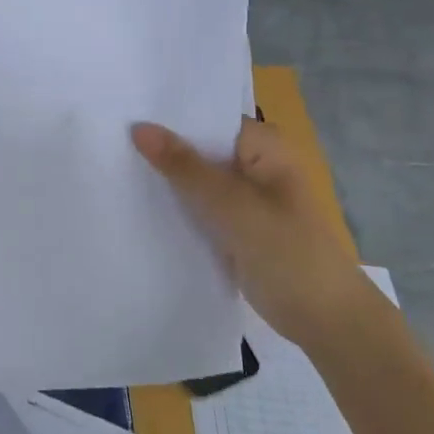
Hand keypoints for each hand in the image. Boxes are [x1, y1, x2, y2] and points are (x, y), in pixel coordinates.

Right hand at [131, 117, 372, 348]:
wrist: (327, 322)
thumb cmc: (288, 253)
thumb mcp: (232, 206)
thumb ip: (184, 167)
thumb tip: (139, 127)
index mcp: (263, 145)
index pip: (206, 117)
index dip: (167, 116)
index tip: (121, 111)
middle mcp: (253, 163)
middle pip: (198, 146)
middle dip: (160, 146)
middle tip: (106, 137)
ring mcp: (244, 197)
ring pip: (195, 178)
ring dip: (165, 177)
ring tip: (111, 164)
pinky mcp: (234, 226)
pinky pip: (198, 205)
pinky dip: (175, 204)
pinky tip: (136, 201)